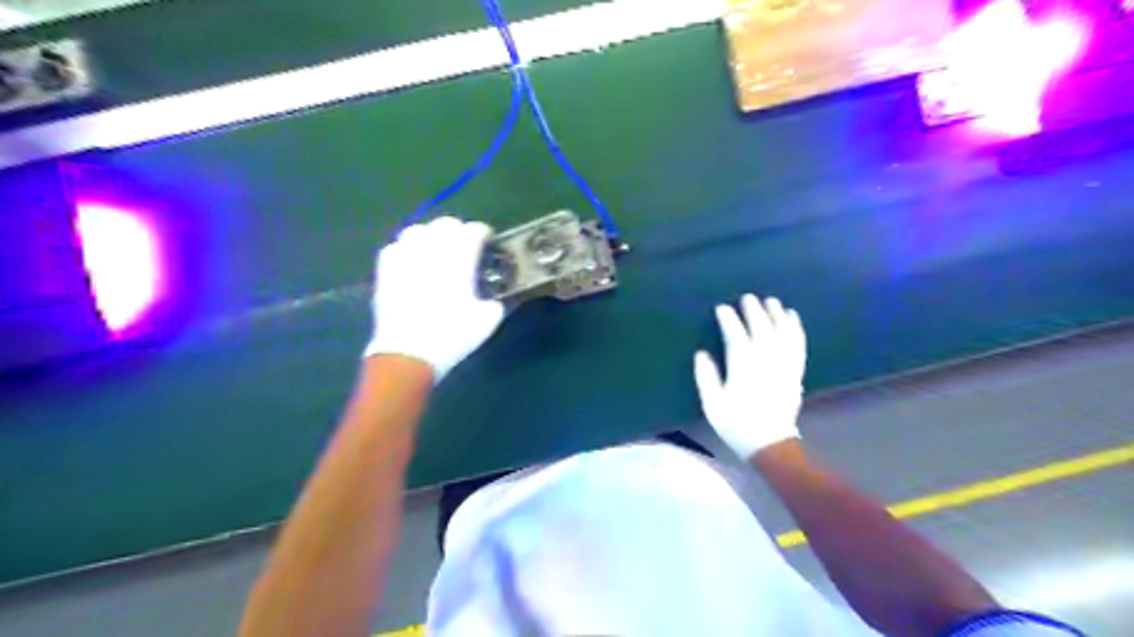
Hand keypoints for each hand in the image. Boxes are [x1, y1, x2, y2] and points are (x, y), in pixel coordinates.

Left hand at [363, 217, 504, 383]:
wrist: (409, 353)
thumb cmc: (452, 335)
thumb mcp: (487, 321)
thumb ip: (494, 303)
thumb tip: (493, 301)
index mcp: (459, 259)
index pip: (473, 230)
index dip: (483, 233)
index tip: (488, 242)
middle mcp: (431, 251)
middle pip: (445, 223)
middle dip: (457, 230)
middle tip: (464, 246)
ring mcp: (405, 258)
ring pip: (417, 230)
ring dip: (430, 235)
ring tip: (436, 249)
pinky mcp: (385, 271)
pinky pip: (395, 247)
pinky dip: (406, 249)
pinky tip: (411, 262)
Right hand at [691, 293, 804, 461]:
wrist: (770, 444)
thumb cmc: (737, 424)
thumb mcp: (713, 404)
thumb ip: (706, 377)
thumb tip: (702, 354)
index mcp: (743, 367)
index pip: (736, 335)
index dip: (729, 320)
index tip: (721, 308)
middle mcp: (766, 361)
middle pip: (761, 328)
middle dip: (754, 310)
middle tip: (747, 297)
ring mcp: (783, 365)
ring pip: (782, 332)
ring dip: (776, 314)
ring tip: (771, 301)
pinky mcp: (795, 371)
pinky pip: (798, 344)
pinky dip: (796, 328)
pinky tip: (793, 317)